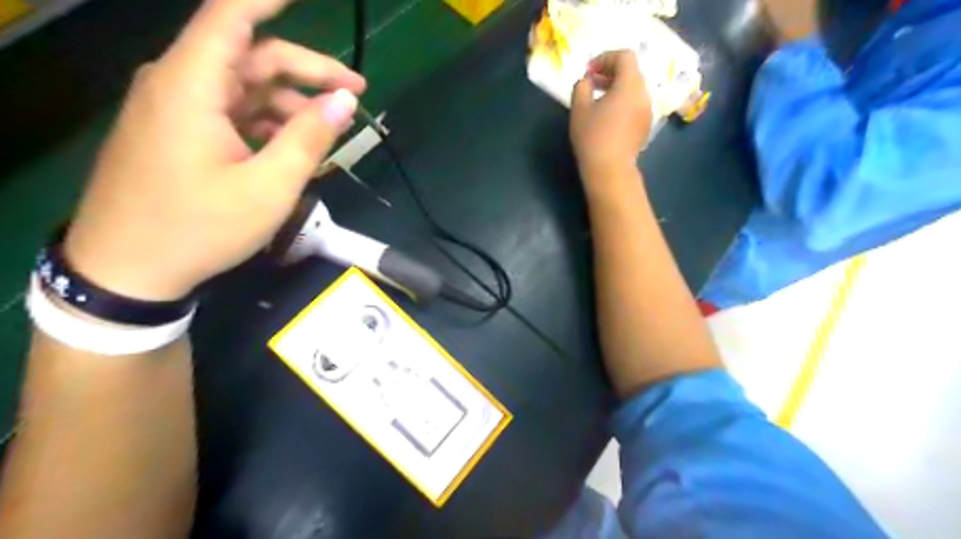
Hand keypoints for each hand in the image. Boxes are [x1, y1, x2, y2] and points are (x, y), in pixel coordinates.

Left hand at [62, 0, 364, 301]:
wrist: (129, 269)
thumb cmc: (201, 227)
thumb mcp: (270, 187)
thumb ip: (309, 137)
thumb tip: (344, 100)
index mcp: (193, 86)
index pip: (231, 17)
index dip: (269, 0)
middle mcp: (179, 85)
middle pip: (251, 57)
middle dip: (308, 72)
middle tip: (355, 95)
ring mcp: (175, 110)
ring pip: (243, 87)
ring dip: (290, 103)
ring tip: (329, 131)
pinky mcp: (177, 133)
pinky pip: (230, 112)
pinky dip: (266, 121)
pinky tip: (291, 146)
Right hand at [570, 49, 653, 176]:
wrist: (610, 169)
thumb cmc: (593, 137)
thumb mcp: (579, 109)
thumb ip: (581, 87)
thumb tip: (586, 81)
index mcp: (630, 84)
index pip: (624, 56)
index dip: (605, 58)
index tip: (588, 71)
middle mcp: (644, 94)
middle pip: (632, 71)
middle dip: (611, 72)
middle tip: (591, 82)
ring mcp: (647, 111)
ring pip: (634, 88)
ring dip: (617, 87)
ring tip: (598, 100)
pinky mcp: (645, 126)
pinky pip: (635, 104)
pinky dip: (623, 101)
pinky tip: (608, 116)